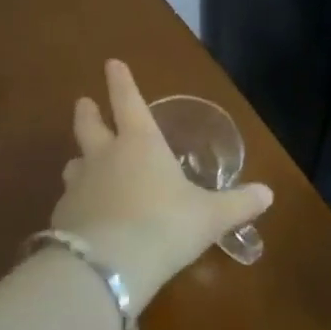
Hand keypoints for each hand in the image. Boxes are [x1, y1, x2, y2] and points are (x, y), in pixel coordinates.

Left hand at [51, 60, 272, 305]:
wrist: (108, 266)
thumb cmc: (166, 226)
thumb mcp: (210, 216)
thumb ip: (238, 203)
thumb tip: (268, 194)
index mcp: (140, 144)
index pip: (128, 102)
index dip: (121, 81)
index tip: (111, 63)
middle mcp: (104, 157)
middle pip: (88, 125)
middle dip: (87, 112)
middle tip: (83, 102)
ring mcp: (79, 186)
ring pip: (74, 163)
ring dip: (79, 159)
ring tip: (80, 162)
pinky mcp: (62, 217)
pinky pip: (70, 202)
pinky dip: (77, 203)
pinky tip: (83, 217)